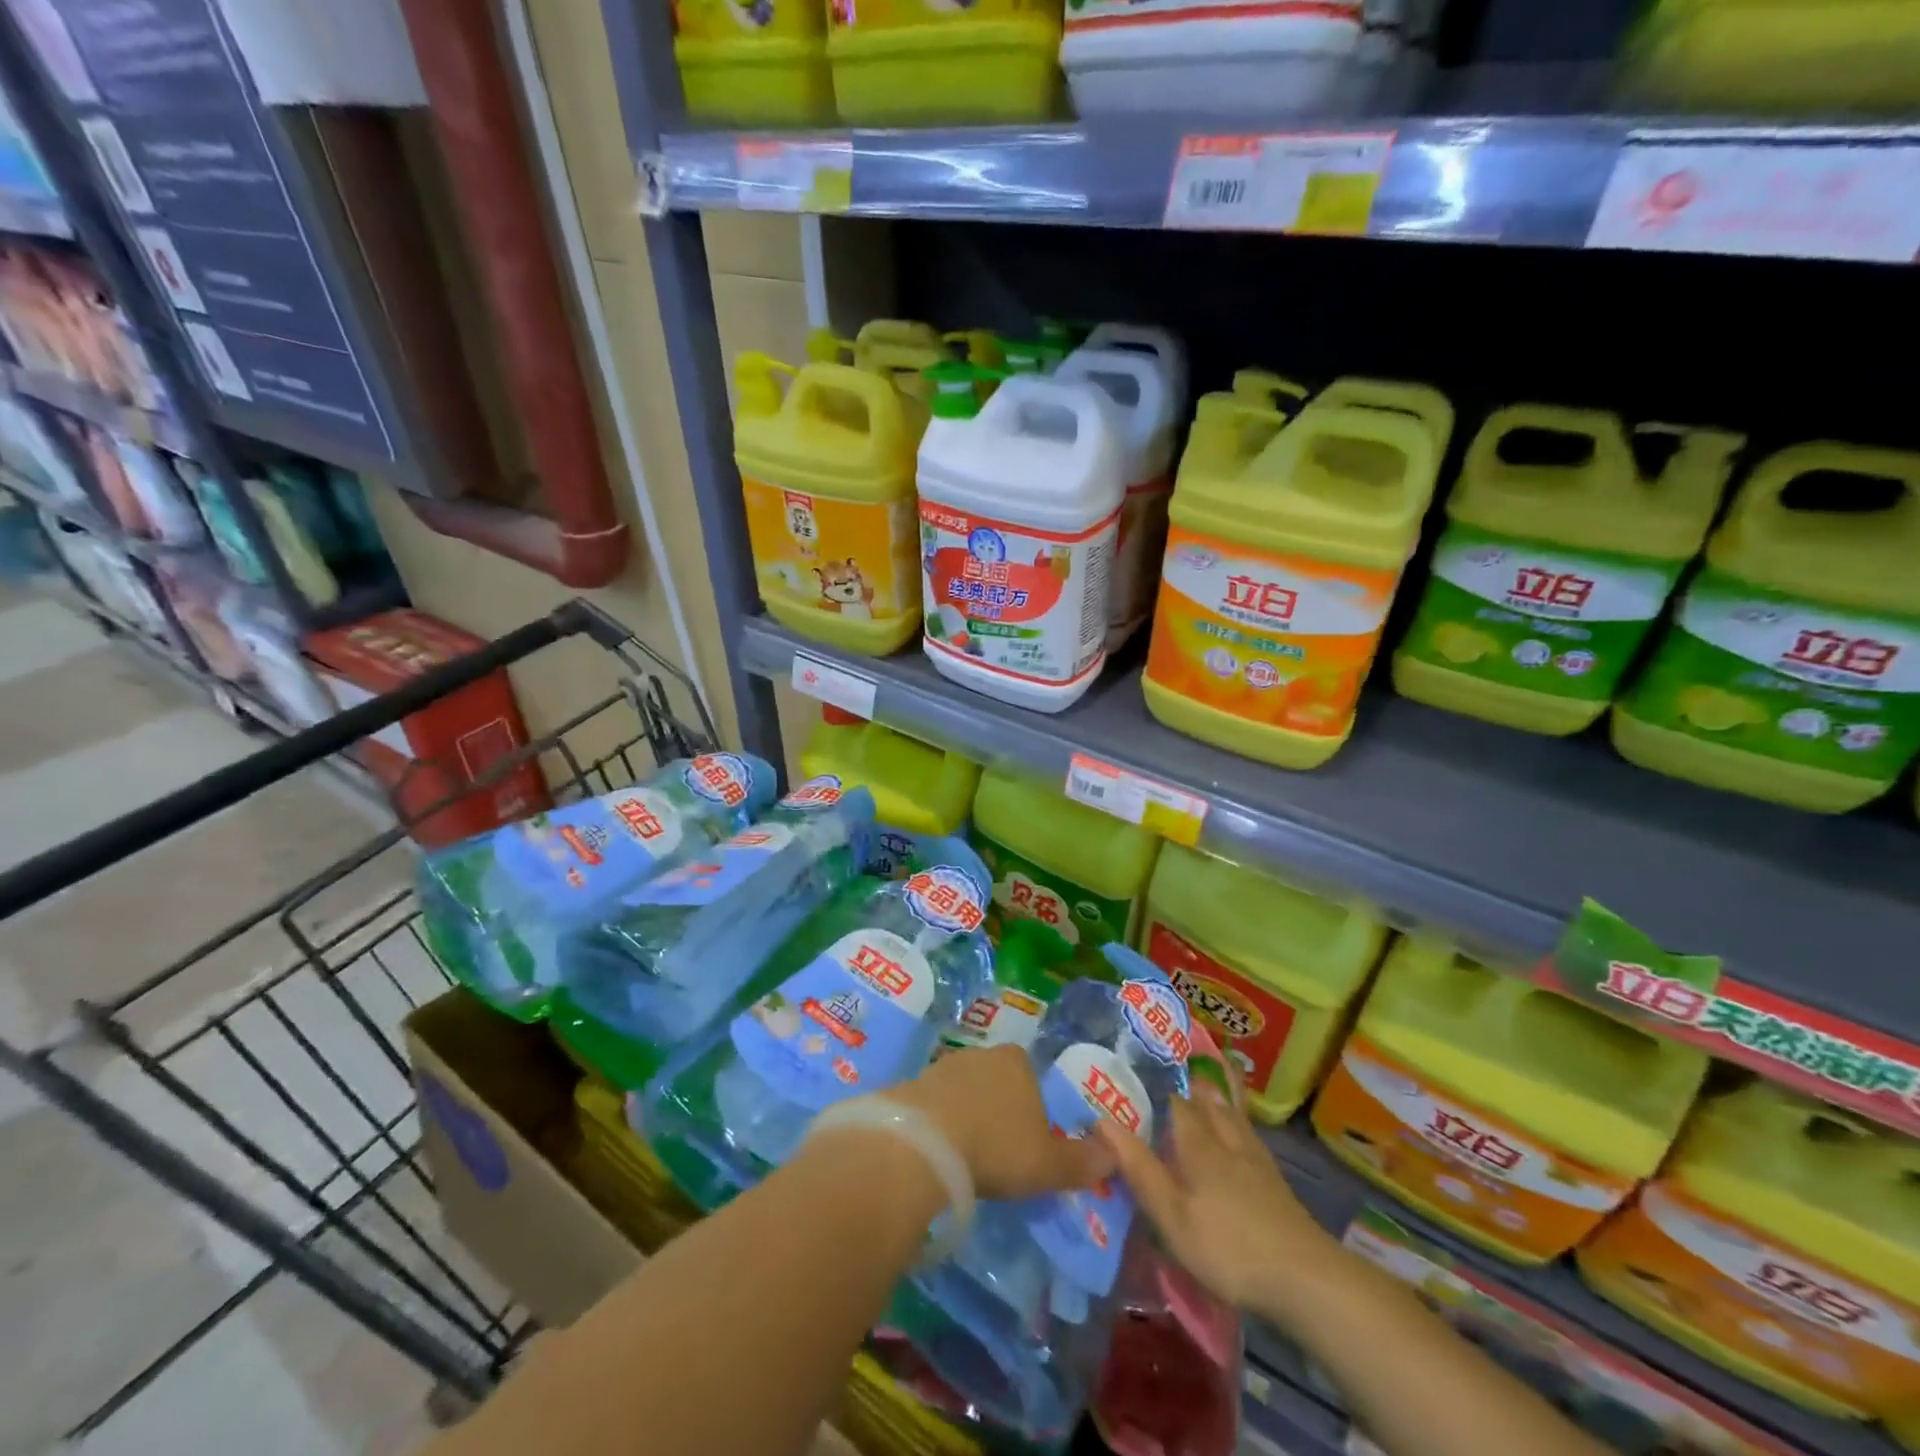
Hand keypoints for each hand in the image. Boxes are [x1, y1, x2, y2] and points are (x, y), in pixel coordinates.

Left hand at [889, 1045, 1113, 1200]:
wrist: (925, 1142)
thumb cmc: (997, 1146)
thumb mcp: (1048, 1164)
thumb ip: (1082, 1162)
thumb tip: (1114, 1157)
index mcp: (1018, 1061)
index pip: (1031, 1076)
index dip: (1033, 1108)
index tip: (1028, 1141)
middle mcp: (982, 1054)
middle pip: (997, 1081)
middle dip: (999, 1110)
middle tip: (998, 1152)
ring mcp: (944, 1065)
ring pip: (964, 1091)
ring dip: (967, 1115)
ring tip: (967, 1156)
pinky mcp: (914, 1083)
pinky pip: (935, 1104)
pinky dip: (939, 1123)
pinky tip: (939, 1151)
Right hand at [1097, 1081, 1335, 1312]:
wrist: (1306, 1279)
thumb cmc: (1229, 1247)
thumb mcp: (1172, 1215)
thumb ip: (1139, 1168)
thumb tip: (1101, 1120)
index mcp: (1198, 1145)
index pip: (1173, 1101)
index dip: (1154, 1084)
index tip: (1135, 1069)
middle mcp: (1226, 1140)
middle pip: (1207, 1102)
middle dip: (1189, 1084)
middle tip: (1172, 1067)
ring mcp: (1255, 1159)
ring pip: (1232, 1115)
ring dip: (1217, 1096)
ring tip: (1207, 1082)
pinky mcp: (1275, 1182)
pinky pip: (1250, 1135)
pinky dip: (1239, 1121)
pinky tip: (1240, 1132)